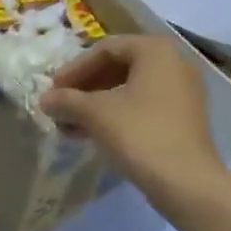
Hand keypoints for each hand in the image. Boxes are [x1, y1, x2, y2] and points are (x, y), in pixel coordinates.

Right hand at [38, 35, 224, 195]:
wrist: (186, 182)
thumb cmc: (138, 133)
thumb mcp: (94, 113)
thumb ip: (66, 100)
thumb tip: (44, 100)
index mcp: (155, 51)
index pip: (105, 49)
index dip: (74, 68)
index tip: (54, 89)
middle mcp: (175, 63)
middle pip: (118, 67)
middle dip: (85, 87)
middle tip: (62, 104)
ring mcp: (183, 92)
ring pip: (129, 89)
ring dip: (96, 104)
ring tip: (71, 124)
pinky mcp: (184, 119)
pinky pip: (143, 106)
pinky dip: (116, 115)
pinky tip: (93, 134)